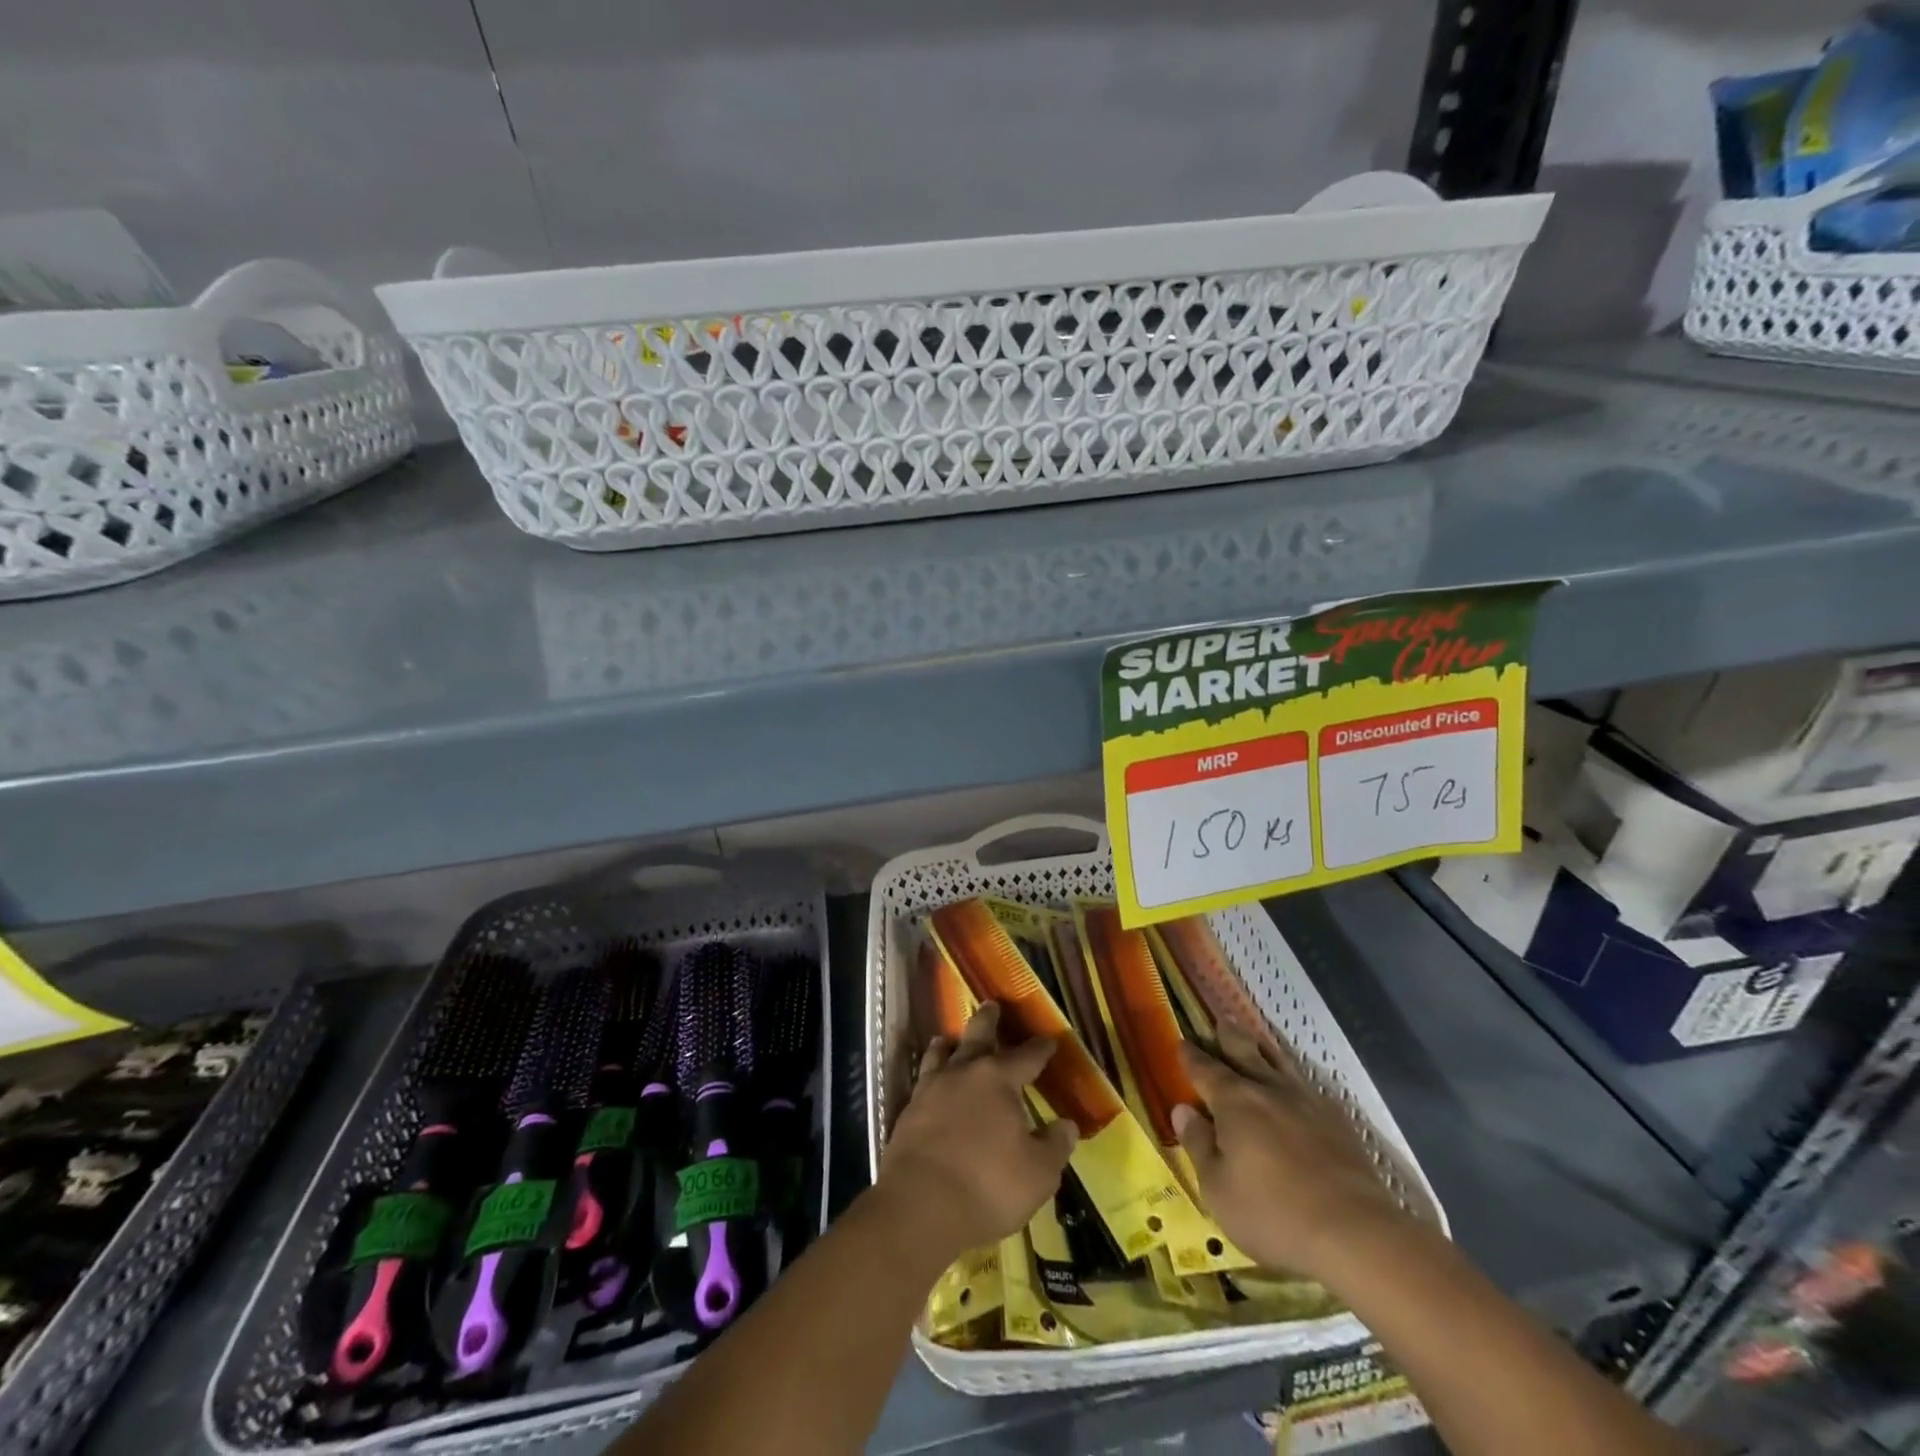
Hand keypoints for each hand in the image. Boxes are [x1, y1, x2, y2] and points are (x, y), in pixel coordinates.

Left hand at [876, 1002, 1078, 1262]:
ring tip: (950, 1038)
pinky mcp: (909, 1110)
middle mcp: (965, 1073)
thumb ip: (1054, 1146)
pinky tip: (930, 1079)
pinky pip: (923, 1078)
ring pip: (942, 1052)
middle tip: (992, 1004)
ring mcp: (932, 1088)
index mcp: (999, 1080)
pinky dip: (930, 1071)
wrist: (920, 1204)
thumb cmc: (988, 1186)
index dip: (1041, 1048)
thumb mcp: (1038, 1174)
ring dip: (951, 1043)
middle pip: (978, 1036)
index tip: (1050, 1039)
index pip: (1027, 1056)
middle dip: (988, 1020)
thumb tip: (1066, 1124)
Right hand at [1172, 1019, 1409, 1281]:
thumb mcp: (1218, 1188)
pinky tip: (1299, 1088)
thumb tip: (1182, 1109)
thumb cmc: (1273, 1213)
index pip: (1204, 1069)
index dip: (1190, 1056)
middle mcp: (1268, 1090)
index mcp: (1234, 1101)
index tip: (1181, 1043)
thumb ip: (1198, 1145)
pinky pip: (1309, 1088)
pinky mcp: (1338, 1122)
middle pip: (1244, 1053)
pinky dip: (1296, 1080)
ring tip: (1257, 1042)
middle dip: (1229, 1037)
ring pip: (1280, 1064)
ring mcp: (1307, 1103)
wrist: (1356, 1233)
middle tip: (1221, 1021)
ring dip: (1264, 1050)